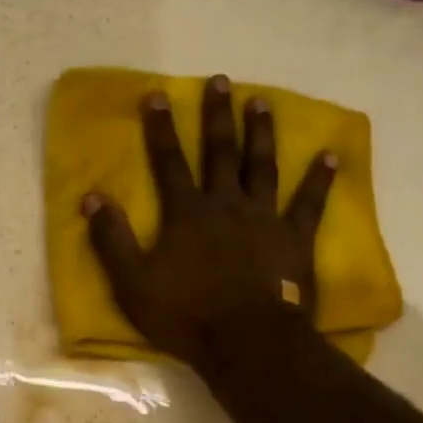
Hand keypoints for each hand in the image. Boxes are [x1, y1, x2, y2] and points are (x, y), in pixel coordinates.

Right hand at [82, 74, 335, 373]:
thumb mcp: (132, 282)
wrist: (247, 342)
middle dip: (217, 116)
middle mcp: (226, 204)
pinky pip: (309, 202)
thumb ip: (111, 239)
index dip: (161, 128)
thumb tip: (92, 196)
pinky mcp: (295, 239)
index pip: (169, 162)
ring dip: (261, 132)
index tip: (158, 94)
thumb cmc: (185, 315)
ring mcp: (264, 218)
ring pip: (262, 166)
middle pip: (220, 152)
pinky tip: (330, 155)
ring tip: (261, 101)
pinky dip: (319, 179)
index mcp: (186, 214)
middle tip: (220, 80)